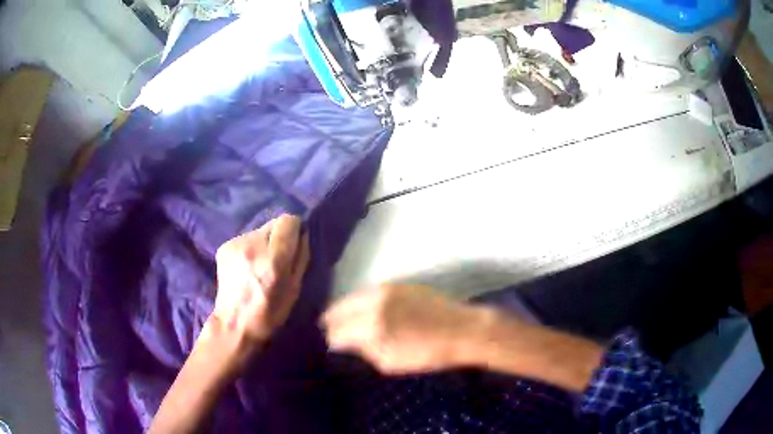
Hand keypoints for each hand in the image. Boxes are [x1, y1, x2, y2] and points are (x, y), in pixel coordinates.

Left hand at [198, 214, 309, 377]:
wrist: (235, 324)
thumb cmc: (270, 313)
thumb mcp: (295, 289)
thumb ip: (301, 258)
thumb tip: (303, 235)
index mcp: (274, 259)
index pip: (288, 221)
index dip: (294, 230)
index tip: (294, 244)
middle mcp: (253, 245)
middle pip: (273, 223)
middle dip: (278, 237)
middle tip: (277, 258)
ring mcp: (236, 244)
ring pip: (258, 231)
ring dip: (263, 243)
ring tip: (260, 265)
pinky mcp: (224, 247)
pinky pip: (245, 239)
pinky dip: (249, 249)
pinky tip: (246, 267)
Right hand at [322, 284, 482, 374]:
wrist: (461, 330)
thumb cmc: (428, 354)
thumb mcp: (390, 362)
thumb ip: (364, 351)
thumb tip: (346, 344)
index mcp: (373, 327)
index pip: (337, 332)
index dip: (332, 340)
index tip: (332, 345)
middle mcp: (374, 304)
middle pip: (339, 310)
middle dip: (333, 322)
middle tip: (329, 330)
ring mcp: (385, 290)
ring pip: (352, 297)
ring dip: (344, 309)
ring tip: (341, 319)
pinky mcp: (397, 284)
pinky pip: (368, 291)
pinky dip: (360, 301)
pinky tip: (361, 309)